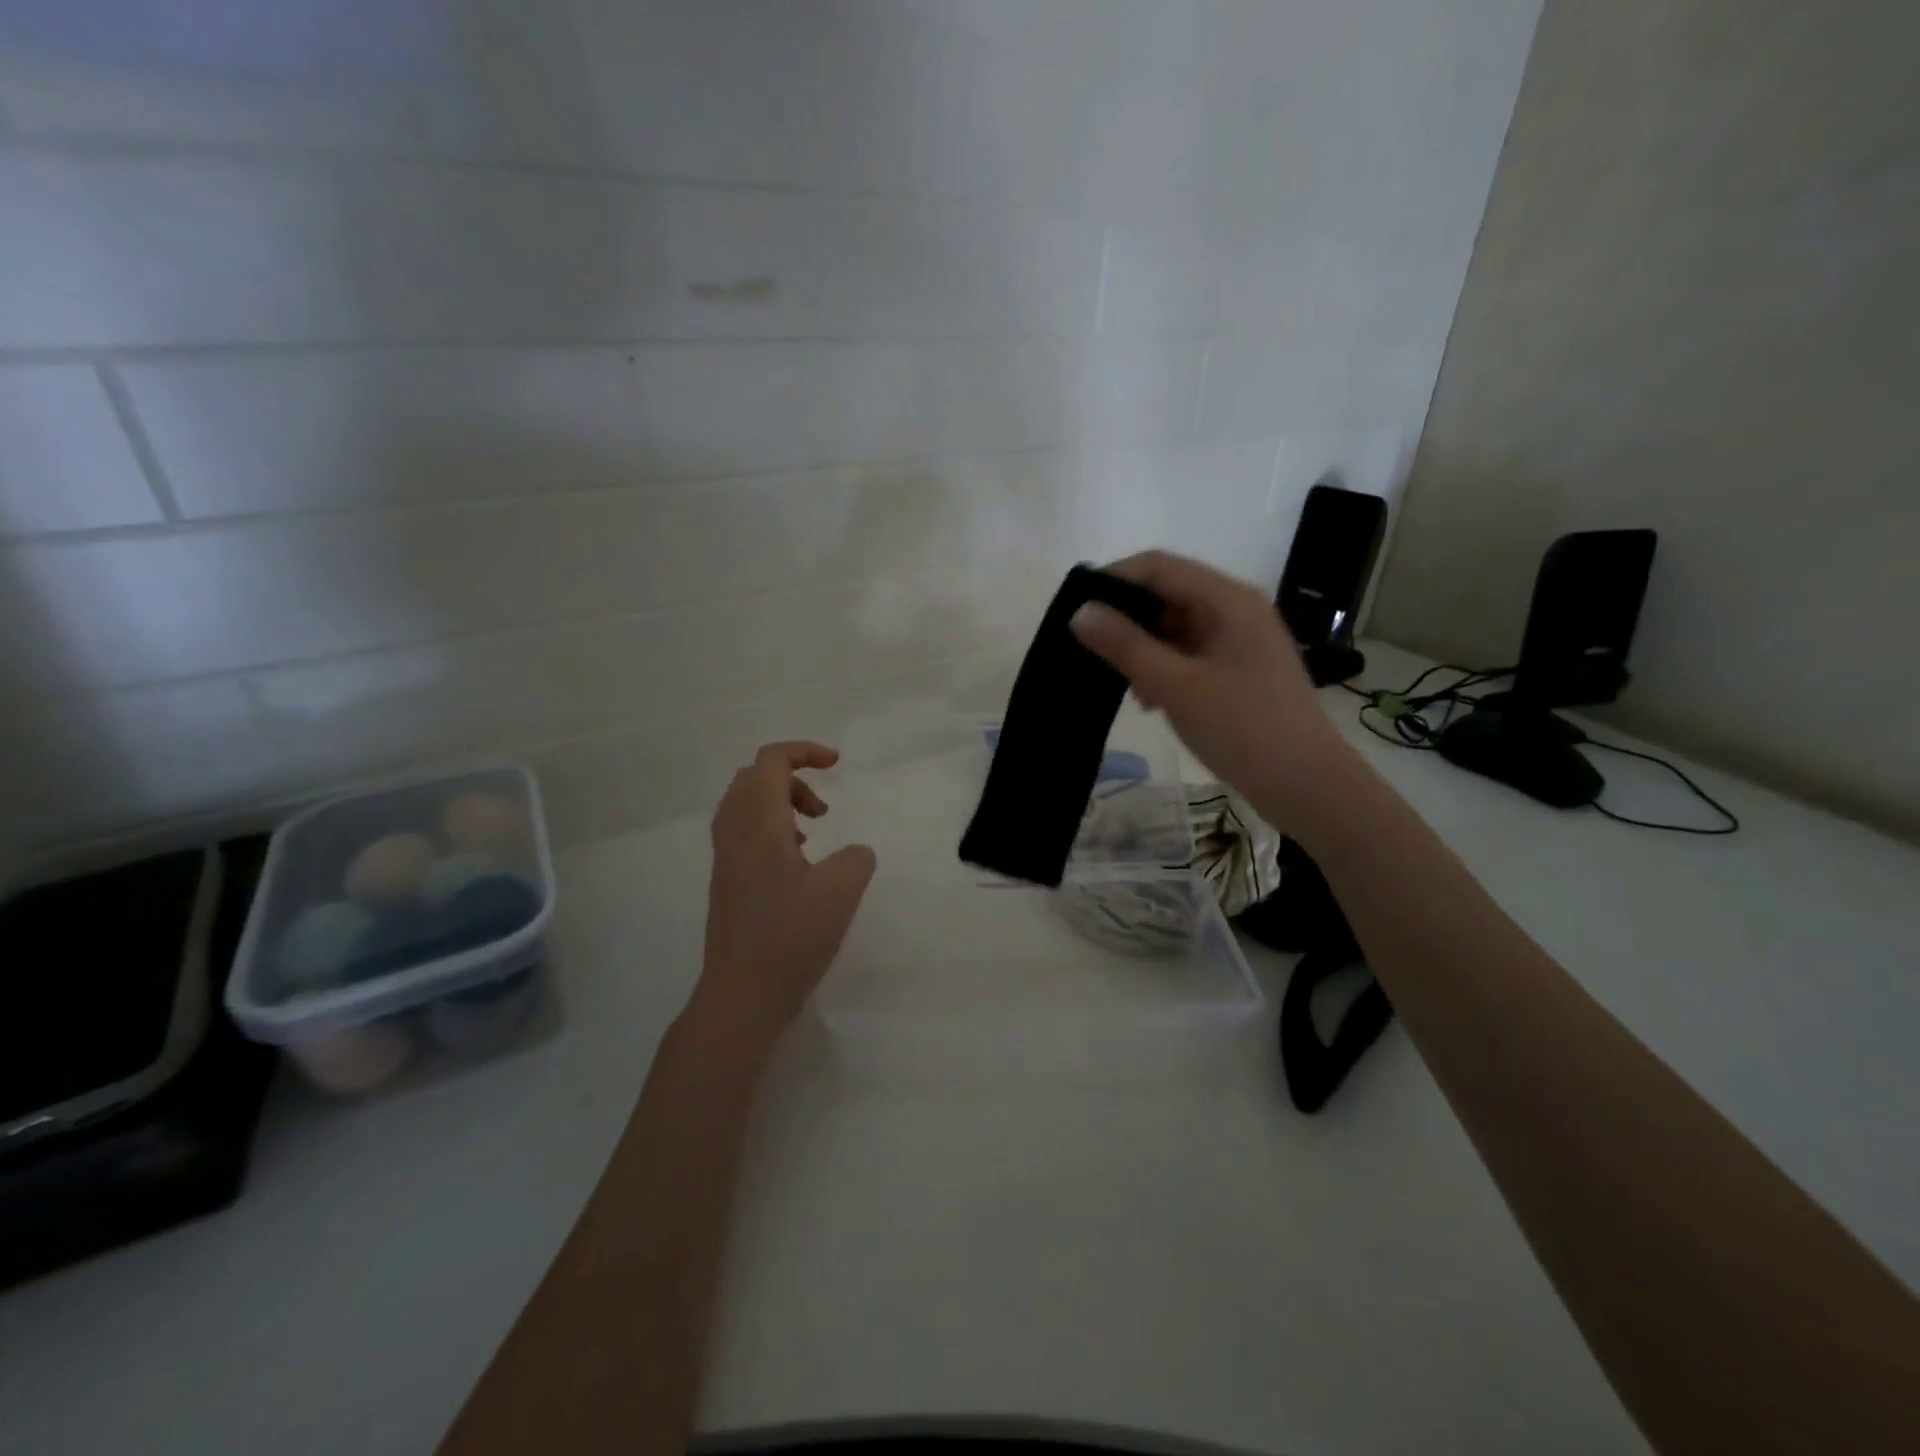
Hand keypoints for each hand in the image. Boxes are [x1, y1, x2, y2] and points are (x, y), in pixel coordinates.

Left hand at [693, 741, 876, 1054]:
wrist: (741, 996)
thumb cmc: (790, 937)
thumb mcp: (841, 891)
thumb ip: (857, 858)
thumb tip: (854, 853)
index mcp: (757, 823)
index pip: (770, 760)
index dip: (804, 751)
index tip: (838, 764)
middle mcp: (734, 833)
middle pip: (754, 778)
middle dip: (793, 779)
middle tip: (824, 808)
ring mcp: (726, 859)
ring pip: (747, 806)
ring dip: (782, 805)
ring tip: (815, 833)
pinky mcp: (727, 883)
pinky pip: (745, 833)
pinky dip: (773, 830)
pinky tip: (799, 865)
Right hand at [1070, 550, 1358, 828]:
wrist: (1307, 786)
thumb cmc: (1243, 729)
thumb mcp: (1176, 687)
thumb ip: (1126, 646)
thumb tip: (1079, 612)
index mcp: (1228, 599)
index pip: (1159, 566)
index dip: (1114, 580)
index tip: (1076, 610)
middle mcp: (1237, 609)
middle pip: (1168, 593)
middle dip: (1127, 617)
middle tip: (1090, 650)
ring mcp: (1241, 640)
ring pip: (1177, 626)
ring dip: (1143, 647)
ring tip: (1119, 681)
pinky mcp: (1240, 669)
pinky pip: (1191, 652)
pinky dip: (1164, 666)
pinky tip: (1148, 698)